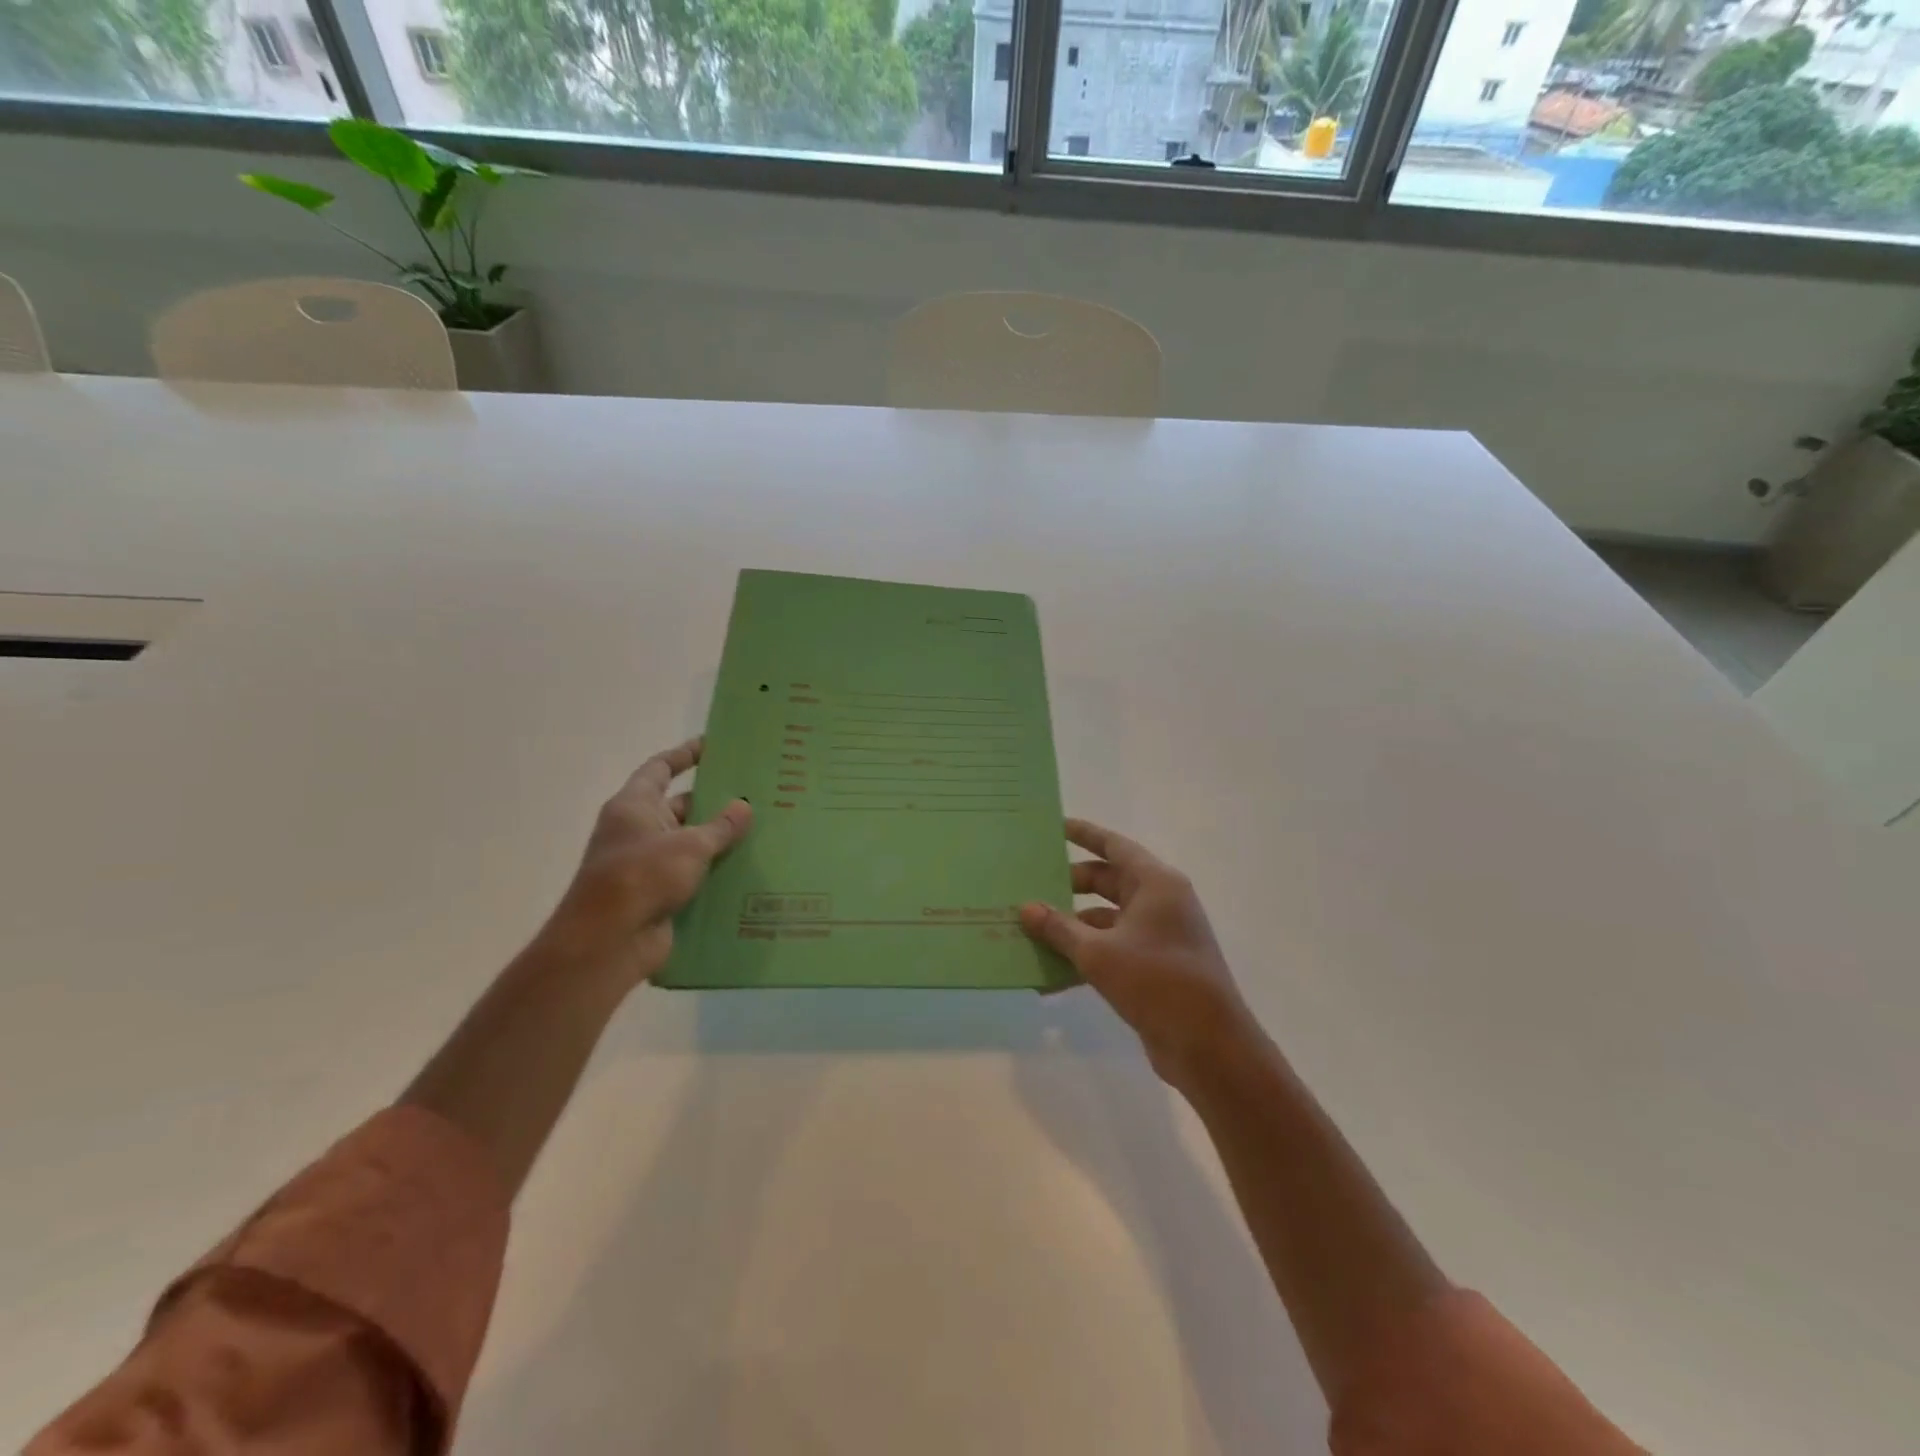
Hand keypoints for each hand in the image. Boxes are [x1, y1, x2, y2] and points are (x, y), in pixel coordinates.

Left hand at [537, 737, 751, 990]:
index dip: (685, 754)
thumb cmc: (642, 877)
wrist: (608, 942)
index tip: (713, 745)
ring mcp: (646, 865)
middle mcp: (637, 830)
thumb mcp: (690, 845)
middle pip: (679, 806)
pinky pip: (692, 875)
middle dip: (713, 801)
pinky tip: (748, 870)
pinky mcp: (658, 895)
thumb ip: (720, 826)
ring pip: (689, 843)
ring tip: (762, 830)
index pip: (660, 768)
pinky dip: (715, 872)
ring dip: (718, 840)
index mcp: (634, 806)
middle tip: (755, 794)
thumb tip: (744, 806)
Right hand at [1021, 818, 1258, 1088]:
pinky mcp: (1155, 967)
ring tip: (1031, 932)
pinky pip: (1112, 950)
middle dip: (1069, 886)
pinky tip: (1050, 977)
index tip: (1055, 827)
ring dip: (1072, 927)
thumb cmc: (1156, 981)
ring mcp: (1160, 936)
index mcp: (1156, 883)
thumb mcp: (1098, 953)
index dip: (1084, 834)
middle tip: (1031, 887)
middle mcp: (1160, 902)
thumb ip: (1059, 928)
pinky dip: (1085, 958)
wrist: (1209, 1046)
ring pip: (1107, 919)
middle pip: (1108, 882)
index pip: (1114, 846)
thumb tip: (1026, 908)